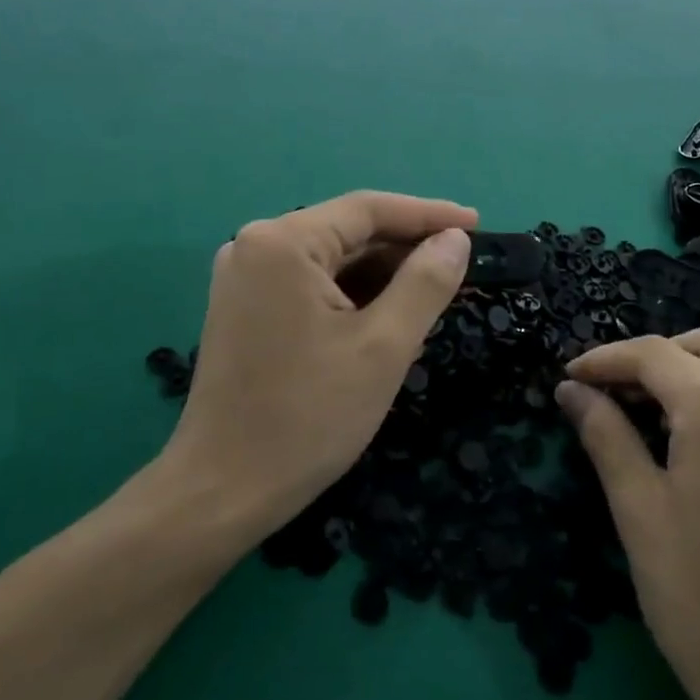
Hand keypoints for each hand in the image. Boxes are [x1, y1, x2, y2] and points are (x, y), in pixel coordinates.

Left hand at [161, 190, 475, 537]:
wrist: (222, 490)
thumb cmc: (308, 416)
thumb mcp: (383, 347)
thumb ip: (426, 282)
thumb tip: (456, 239)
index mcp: (283, 243)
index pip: (368, 209)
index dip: (428, 214)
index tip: (477, 224)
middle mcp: (256, 245)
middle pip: (348, 232)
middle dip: (405, 250)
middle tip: (460, 268)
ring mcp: (245, 278)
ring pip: (332, 261)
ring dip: (382, 277)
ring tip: (433, 298)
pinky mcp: (244, 308)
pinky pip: (311, 285)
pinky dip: (352, 296)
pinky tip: (388, 319)